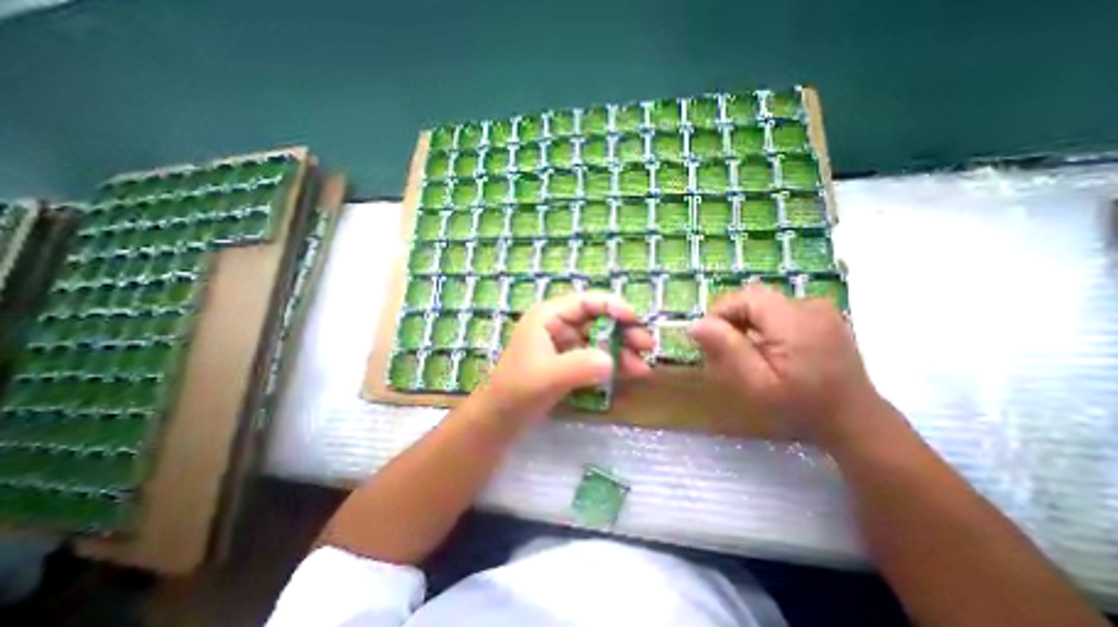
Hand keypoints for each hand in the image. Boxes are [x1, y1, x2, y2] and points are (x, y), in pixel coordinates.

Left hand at [484, 291, 657, 421]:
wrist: (500, 419)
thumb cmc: (517, 391)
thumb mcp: (547, 377)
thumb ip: (579, 366)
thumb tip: (612, 361)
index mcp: (548, 316)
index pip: (587, 301)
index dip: (614, 307)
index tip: (637, 322)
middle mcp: (557, 325)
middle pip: (597, 319)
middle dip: (623, 331)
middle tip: (648, 346)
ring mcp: (564, 344)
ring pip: (599, 339)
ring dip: (622, 350)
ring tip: (643, 367)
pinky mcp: (568, 362)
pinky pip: (595, 356)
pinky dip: (612, 364)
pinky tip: (630, 373)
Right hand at [690, 284, 892, 450]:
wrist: (854, 420)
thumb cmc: (802, 407)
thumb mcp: (757, 384)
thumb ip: (727, 349)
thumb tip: (696, 324)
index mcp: (794, 321)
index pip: (744, 298)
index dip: (720, 313)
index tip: (710, 339)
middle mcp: (809, 306)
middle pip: (754, 298)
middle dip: (732, 319)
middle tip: (726, 348)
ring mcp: (819, 309)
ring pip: (764, 304)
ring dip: (747, 322)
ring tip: (746, 350)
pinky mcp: (822, 316)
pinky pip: (779, 310)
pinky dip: (764, 324)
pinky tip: (767, 348)